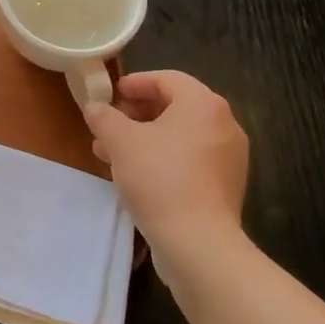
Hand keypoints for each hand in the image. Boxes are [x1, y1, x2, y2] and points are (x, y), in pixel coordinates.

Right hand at [84, 70, 248, 259]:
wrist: (199, 244)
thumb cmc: (159, 179)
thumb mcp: (120, 142)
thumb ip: (104, 117)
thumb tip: (95, 107)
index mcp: (203, 104)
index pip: (166, 79)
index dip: (135, 83)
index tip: (111, 93)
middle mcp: (224, 124)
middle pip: (175, 106)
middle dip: (137, 114)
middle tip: (109, 125)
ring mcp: (229, 157)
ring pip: (180, 136)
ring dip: (145, 138)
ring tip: (112, 153)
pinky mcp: (226, 185)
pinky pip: (190, 159)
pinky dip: (164, 158)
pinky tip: (137, 175)